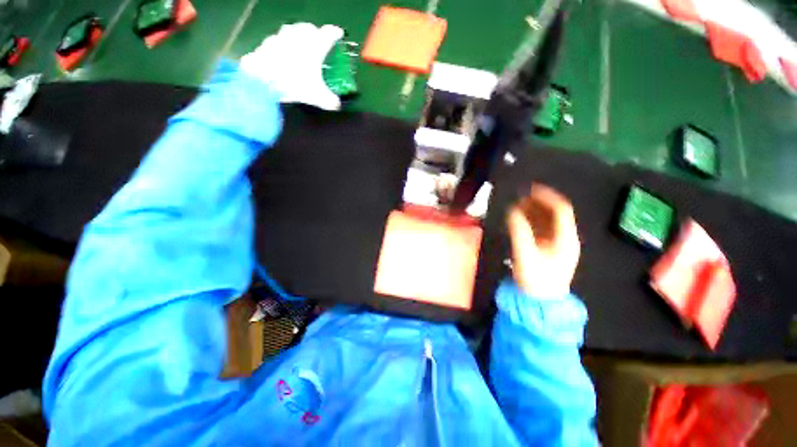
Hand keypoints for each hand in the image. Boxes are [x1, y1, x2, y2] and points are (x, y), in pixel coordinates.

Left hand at [240, 23, 342, 110]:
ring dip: (296, 36)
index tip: (338, 34)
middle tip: (317, 42)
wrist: (263, 84)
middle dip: (314, 33)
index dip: (335, 33)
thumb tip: (336, 104)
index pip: (329, 33)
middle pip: (308, 28)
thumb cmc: (296, 86)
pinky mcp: (264, 46)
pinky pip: (275, 42)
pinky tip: (280, 57)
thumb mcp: (319, 98)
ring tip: (298, 47)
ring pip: (290, 31)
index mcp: (314, 46)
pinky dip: (280, 47)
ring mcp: (279, 39)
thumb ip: (331, 101)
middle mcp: (297, 37)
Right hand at [506, 184, 580, 297]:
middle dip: (538, 203)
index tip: (530, 189)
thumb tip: (512, 211)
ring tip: (517, 206)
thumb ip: (519, 231)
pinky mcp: (549, 250)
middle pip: (555, 214)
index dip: (547, 197)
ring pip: (548, 222)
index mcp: (566, 239)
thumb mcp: (526, 254)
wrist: (539, 303)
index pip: (561, 210)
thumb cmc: (536, 280)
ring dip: (534, 212)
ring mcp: (558, 245)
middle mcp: (565, 239)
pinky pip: (542, 230)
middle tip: (520, 197)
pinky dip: (531, 222)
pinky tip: (520, 220)